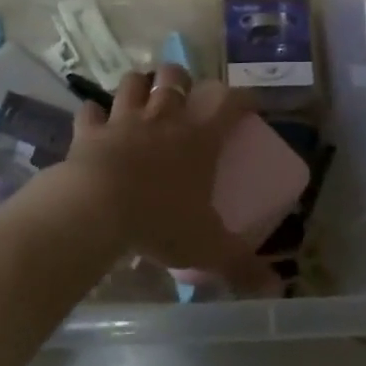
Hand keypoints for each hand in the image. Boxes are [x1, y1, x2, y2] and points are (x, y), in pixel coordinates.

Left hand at [64, 65, 263, 278]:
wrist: (97, 209)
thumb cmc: (161, 220)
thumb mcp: (208, 247)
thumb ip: (242, 265)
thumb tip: (276, 288)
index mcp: (199, 136)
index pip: (229, 101)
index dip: (242, 97)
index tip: (249, 103)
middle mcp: (163, 117)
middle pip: (174, 77)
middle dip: (180, 79)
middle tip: (183, 96)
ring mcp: (123, 120)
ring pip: (133, 82)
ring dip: (138, 85)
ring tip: (142, 96)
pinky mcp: (89, 131)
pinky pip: (90, 111)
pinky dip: (93, 114)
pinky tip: (96, 120)